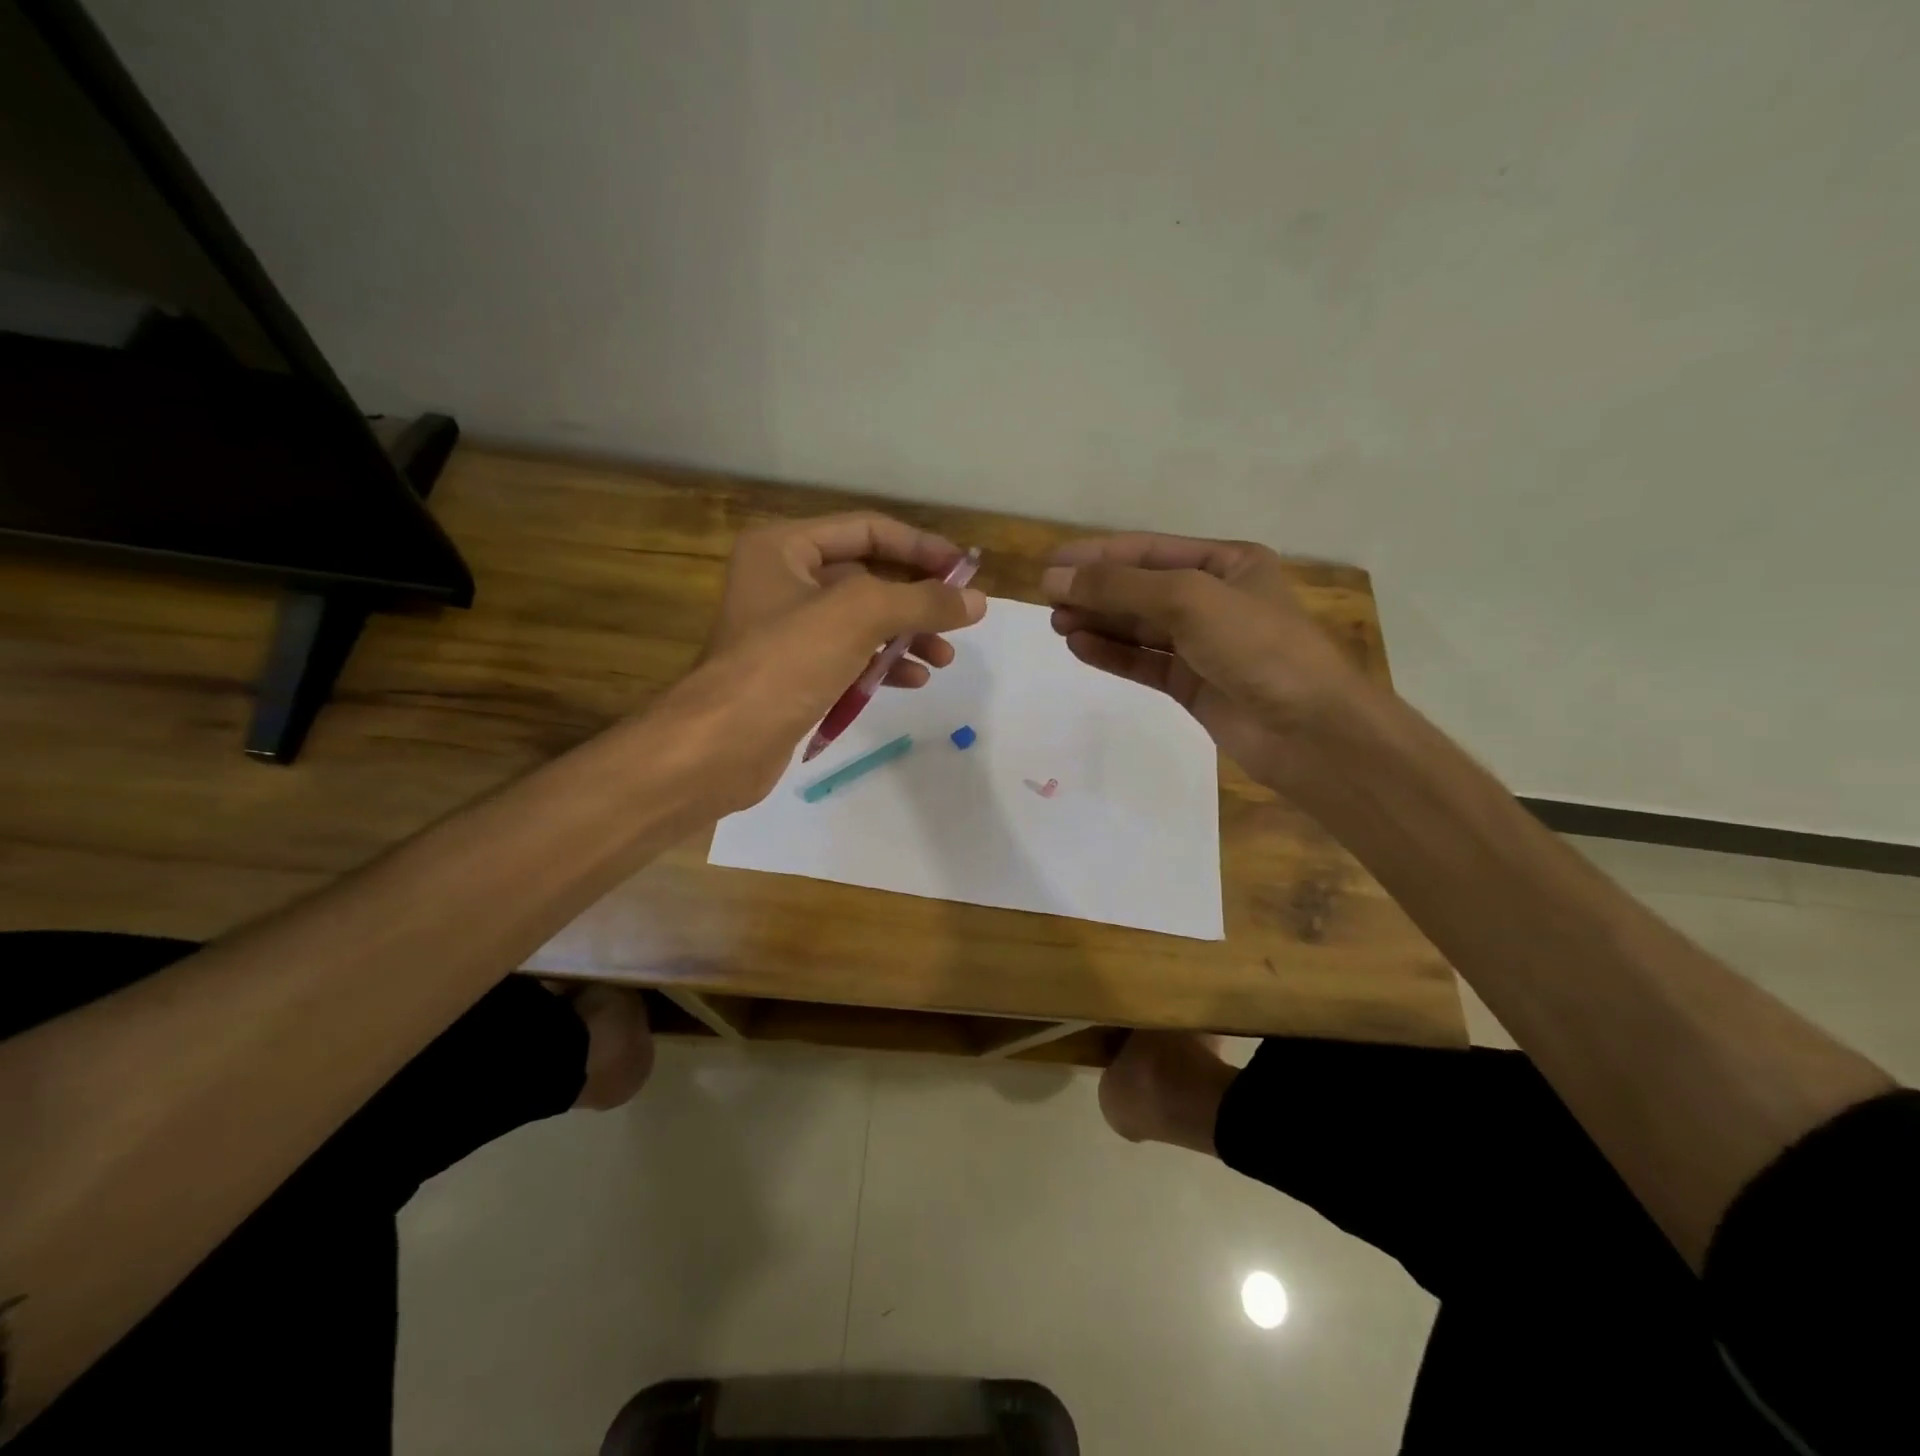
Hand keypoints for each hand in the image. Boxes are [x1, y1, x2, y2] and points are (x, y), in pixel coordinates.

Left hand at [660, 512, 986, 812]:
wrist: (721, 745)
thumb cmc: (785, 662)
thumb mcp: (858, 616)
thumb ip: (921, 602)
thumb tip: (977, 601)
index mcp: (784, 547)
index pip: (867, 530)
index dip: (920, 547)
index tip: (965, 573)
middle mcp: (783, 580)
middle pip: (868, 576)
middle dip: (916, 600)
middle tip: (959, 621)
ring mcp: (787, 630)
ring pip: (862, 621)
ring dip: (906, 636)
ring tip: (943, 659)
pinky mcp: (794, 673)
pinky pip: (849, 656)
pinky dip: (882, 665)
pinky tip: (913, 682)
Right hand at [1040, 533, 1363, 788]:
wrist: (1309, 731)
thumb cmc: (1258, 647)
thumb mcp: (1189, 600)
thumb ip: (1121, 587)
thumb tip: (1057, 577)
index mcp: (1227, 564)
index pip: (1149, 551)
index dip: (1098, 555)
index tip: (1051, 564)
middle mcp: (1214, 599)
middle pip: (1140, 588)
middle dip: (1095, 590)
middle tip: (1047, 598)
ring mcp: (1203, 645)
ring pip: (1139, 627)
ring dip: (1099, 621)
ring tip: (1057, 623)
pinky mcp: (1193, 685)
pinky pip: (1144, 662)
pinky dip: (1112, 653)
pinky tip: (1080, 647)